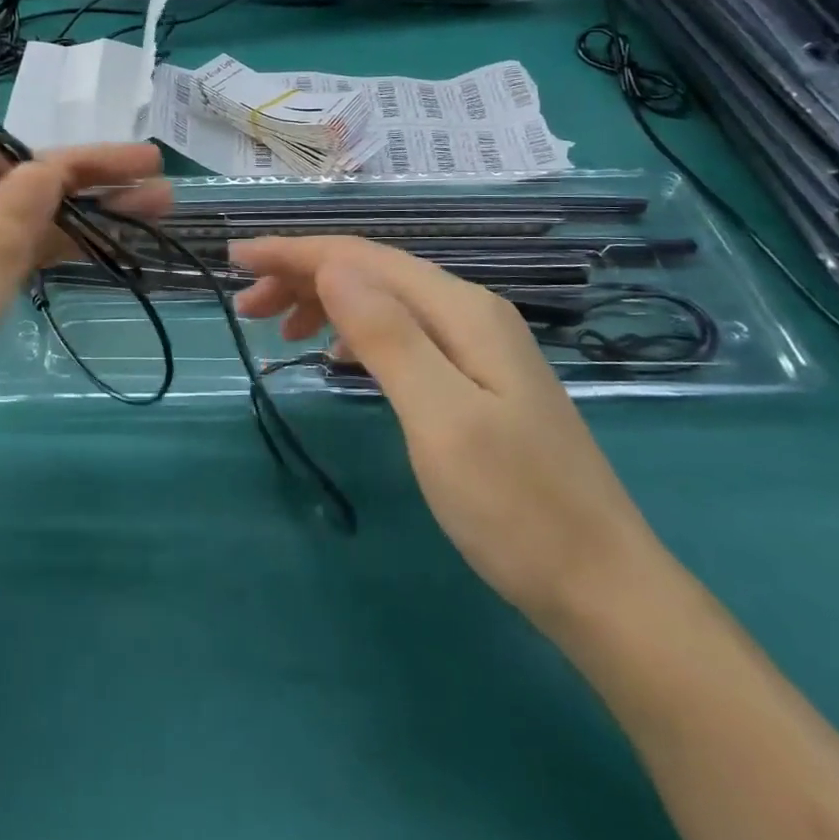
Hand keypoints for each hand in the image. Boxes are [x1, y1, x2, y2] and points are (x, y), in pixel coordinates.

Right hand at [230, 237, 661, 630]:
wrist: (602, 586)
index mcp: (460, 311)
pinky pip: (400, 333)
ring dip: (325, 302)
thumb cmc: (515, 507)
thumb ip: (388, 336)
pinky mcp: (476, 379)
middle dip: (302, 276)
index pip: (361, 258)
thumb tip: (333, 267)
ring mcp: (476, 346)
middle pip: (371, 272)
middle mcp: (469, 313)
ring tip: (276, 329)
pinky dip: (355, 332)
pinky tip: (336, 355)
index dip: (293, 252)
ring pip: (384, 300)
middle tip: (244, 306)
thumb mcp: (440, 418)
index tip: (235, 258)